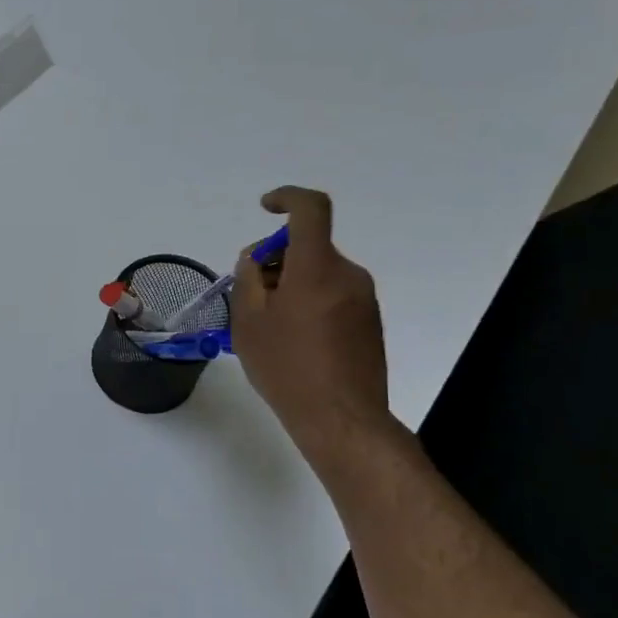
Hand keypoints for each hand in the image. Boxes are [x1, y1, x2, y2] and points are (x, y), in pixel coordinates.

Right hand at [231, 187, 398, 467]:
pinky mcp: (369, 321)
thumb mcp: (248, 322)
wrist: (341, 419)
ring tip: (267, 327)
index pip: (311, 209)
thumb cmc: (286, 368)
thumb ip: (248, 278)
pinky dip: (309, 302)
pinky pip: (333, 295)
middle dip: (275, 260)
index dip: (287, 198)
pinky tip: (292, 341)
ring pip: (319, 273)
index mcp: (317, 267)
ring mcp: (363, 298)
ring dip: (291, 285)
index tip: (265, 209)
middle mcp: (347, 274)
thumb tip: (257, 258)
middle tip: (249, 296)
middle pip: (308, 247)